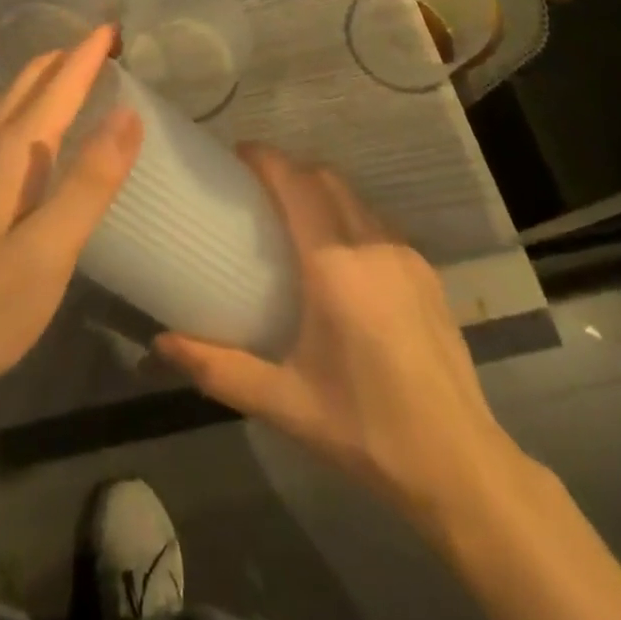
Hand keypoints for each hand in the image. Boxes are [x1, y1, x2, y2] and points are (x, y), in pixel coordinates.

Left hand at [0, 26, 141, 399]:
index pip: (58, 85)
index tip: (115, 27)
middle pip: (27, 82)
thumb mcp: (49, 251)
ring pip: (7, 101)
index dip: (88, 54)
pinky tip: (30, 130)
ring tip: (71, 74)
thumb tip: (129, 113)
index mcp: (11, 152)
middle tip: (103, 47)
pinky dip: (25, 104)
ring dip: (42, 78)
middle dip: (65, 57)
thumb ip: (90, 182)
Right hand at [156, 146, 522, 524]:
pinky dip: (348, 215)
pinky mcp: (427, 272)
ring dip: (321, 189)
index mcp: (334, 266)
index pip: (296, 184)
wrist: (460, 466)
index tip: (237, 154)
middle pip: (325, 178)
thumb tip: (160, 344)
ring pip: (355, 197)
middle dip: (290, 169)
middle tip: (257, 185)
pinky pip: (377, 223)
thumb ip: (218, 368)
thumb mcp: (284, 402)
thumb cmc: (365, 429)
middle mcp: (371, 245)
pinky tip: (338, 255)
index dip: (266, 159)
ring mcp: (405, 255)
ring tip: (292, 215)